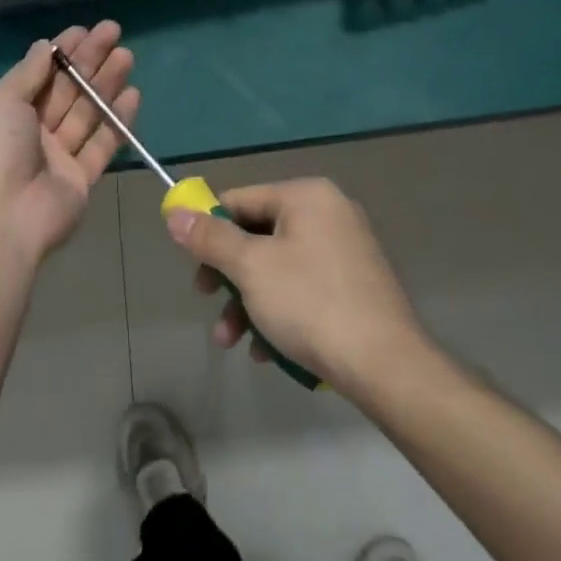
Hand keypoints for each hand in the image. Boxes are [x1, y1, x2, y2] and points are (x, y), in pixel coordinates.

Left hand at [0, 22, 138, 268]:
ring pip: (86, 113)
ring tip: (127, 56)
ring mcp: (56, 157)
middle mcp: (30, 132)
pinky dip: (117, 120)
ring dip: (105, 84)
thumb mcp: (0, 101)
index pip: (39, 74)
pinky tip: (132, 95)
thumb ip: (28, 73)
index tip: (84, 30)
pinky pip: (101, 145)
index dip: (61, 51)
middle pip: (66, 90)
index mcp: (4, 113)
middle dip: (89, 61)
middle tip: (114, 33)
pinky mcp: (80, 179)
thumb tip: (44, 46)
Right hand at [165, 177, 426, 394]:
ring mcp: (346, 250)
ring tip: (231, 341)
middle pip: (257, 235)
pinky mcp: (355, 285)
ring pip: (278, 268)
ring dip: (248, 303)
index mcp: (306, 197)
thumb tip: (176, 213)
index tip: (190, 264)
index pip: (240, 199)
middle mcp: (329, 213)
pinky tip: (266, 351)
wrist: (384, 364)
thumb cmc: (310, 304)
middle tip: (206, 302)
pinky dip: (279, 313)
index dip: (208, 229)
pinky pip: (303, 288)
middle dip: (228, 276)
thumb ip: (211, 238)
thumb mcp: (250, 267)